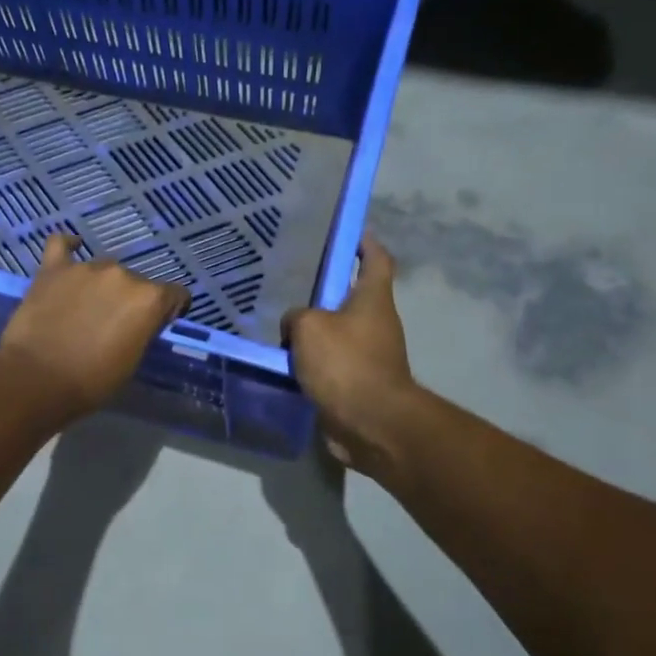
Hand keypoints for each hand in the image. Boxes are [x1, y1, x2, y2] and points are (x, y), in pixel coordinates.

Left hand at [0, 234, 190, 420]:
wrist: (36, 379)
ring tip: (85, 307)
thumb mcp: (132, 362)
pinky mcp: (53, 269)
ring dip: (101, 285)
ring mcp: (86, 268)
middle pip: (136, 282)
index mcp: (148, 299)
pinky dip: (68, 247)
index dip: (169, 311)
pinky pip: (61, 245)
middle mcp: (122, 274)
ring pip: (103, 270)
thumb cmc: (91, 381)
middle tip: (113, 324)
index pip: (175, 294)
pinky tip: (71, 250)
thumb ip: (141, 331)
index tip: (156, 325)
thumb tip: (137, 322)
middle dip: (130, 300)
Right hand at [282, 234, 422, 474]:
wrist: (370, 423)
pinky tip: (284, 359)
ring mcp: (368, 355)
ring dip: (314, 329)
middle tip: (293, 281)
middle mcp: (376, 323)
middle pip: (352, 296)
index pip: (376, 259)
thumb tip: (295, 327)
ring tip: (279, 323)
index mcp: (373, 299)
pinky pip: (329, 363)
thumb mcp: (309, 327)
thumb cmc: (345, 363)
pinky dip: (310, 360)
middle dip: (326, 289)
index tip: (349, 232)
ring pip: (337, 331)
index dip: (365, 243)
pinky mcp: (357, 383)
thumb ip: (297, 316)